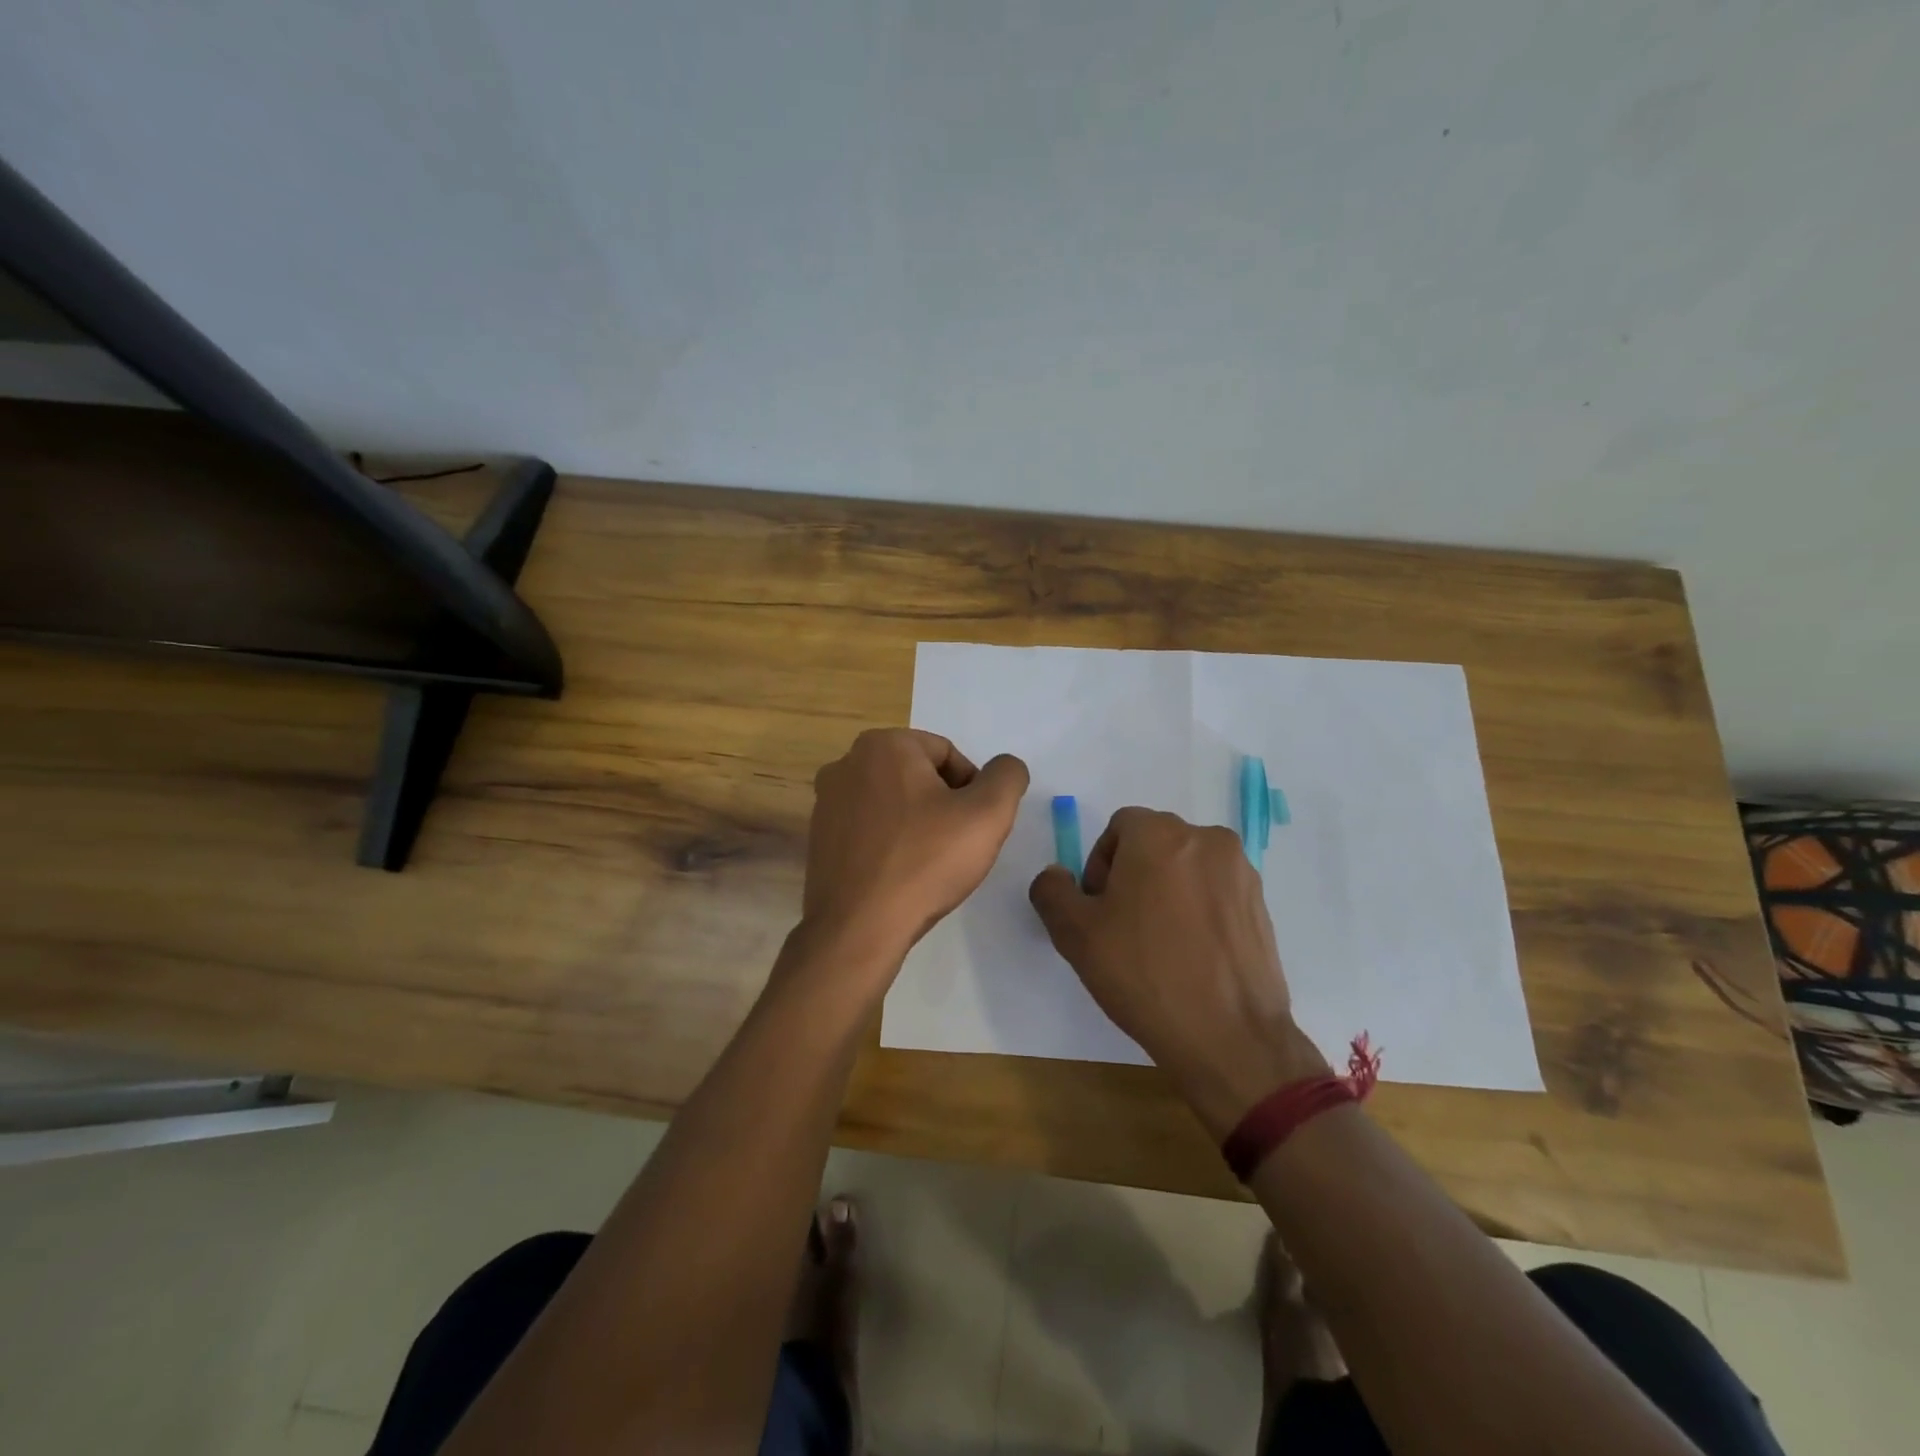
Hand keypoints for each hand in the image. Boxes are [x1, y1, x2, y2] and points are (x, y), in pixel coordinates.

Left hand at [802, 728, 1028, 975]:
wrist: (859, 927)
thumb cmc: (925, 862)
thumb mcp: (988, 814)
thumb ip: (1007, 777)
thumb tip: (1004, 767)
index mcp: (884, 744)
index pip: (947, 754)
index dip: (972, 789)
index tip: (975, 827)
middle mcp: (847, 762)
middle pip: (918, 775)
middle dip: (944, 804)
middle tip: (958, 845)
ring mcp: (826, 800)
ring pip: (893, 801)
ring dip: (917, 823)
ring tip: (930, 863)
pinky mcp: (818, 836)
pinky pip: (868, 827)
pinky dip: (890, 842)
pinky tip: (901, 874)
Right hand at [1029, 807, 1327, 1136]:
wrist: (1229, 1037)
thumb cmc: (1145, 975)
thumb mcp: (1075, 934)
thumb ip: (1052, 891)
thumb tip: (1057, 875)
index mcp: (1159, 834)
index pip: (1118, 828)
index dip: (1100, 866)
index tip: (1100, 910)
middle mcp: (1206, 839)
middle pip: (1154, 843)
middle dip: (1132, 875)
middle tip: (1123, 928)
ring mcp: (1240, 871)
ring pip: (1186, 867)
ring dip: (1166, 891)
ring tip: (1160, 945)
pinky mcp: (1261, 904)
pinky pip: (1215, 891)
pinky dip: (1198, 909)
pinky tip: (1192, 955)